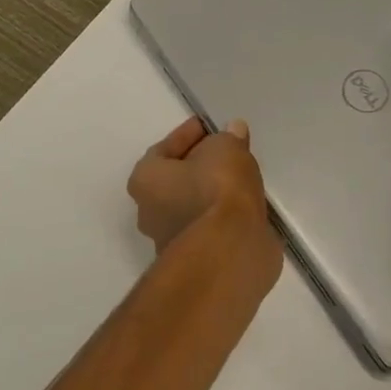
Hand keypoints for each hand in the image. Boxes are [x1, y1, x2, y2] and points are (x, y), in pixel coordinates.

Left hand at [127, 117, 277, 270]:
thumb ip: (228, 138)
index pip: (163, 149)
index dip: (188, 135)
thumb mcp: (227, 148)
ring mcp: (172, 242)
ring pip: (193, 207)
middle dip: (199, 167)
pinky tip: (245, 208)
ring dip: (213, 194)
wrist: (230, 251)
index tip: (209, 127)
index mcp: (145, 180)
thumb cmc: (216, 190)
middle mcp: (150, 213)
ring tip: (241, 180)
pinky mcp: (198, 262)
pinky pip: (211, 228)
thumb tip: (232, 131)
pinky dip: (225, 217)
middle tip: (226, 153)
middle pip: (176, 181)